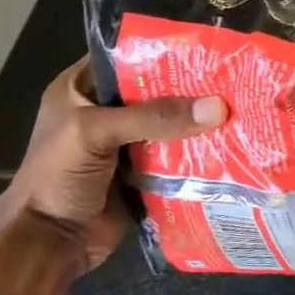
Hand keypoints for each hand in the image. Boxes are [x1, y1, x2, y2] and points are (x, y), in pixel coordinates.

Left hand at [0, 58, 227, 294]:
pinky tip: (234, 145)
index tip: (209, 52)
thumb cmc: (56, 177)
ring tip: (244, 110)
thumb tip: (218, 107)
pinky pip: (180, 157)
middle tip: (236, 82)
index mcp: (81, 90)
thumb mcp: (95, 133)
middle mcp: (107, 113)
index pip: (128, 59)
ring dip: (202, 124)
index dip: (165, 53)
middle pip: (158, 93)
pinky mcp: (147, 173)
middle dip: (194, 91)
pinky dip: (202, 154)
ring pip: (173, 126)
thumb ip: (154, 118)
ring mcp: (129, 145)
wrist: (50, 242)